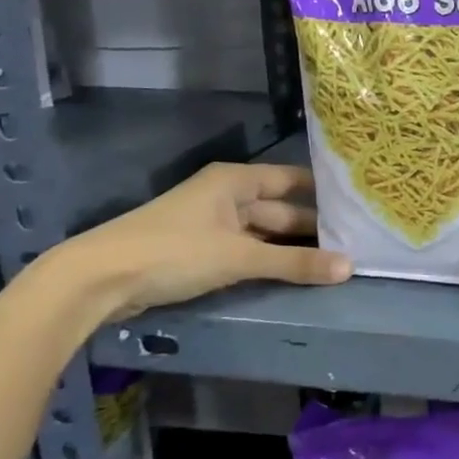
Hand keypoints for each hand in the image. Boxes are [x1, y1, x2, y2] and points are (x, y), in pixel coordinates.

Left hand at [57, 162, 350, 321]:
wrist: (99, 279)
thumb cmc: (174, 252)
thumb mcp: (240, 257)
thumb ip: (294, 263)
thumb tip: (350, 267)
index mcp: (235, 181)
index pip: (292, 180)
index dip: (324, 192)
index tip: (360, 204)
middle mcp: (226, 197)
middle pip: (280, 209)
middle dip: (313, 227)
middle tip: (356, 243)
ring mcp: (212, 225)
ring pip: (264, 233)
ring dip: (292, 248)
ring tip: (334, 261)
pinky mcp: (200, 252)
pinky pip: (247, 251)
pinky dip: (269, 261)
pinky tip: (294, 274)